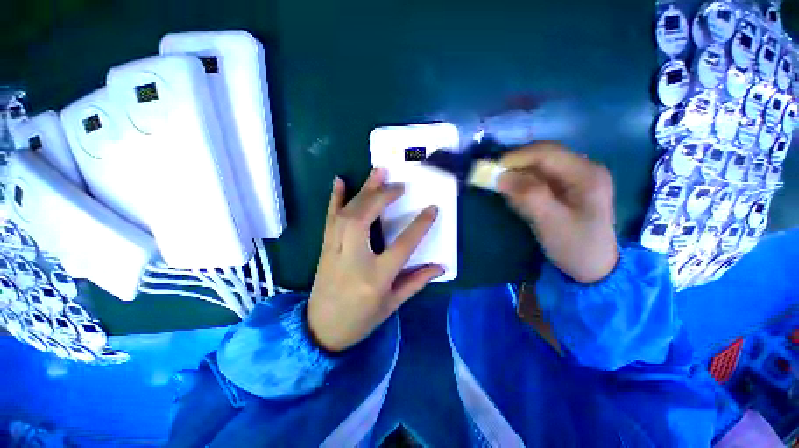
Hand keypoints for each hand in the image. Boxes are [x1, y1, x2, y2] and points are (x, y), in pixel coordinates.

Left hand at [308, 169, 443, 351]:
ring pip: (348, 214)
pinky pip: (329, 218)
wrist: (321, 330)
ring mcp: (335, 251)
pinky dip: (335, 198)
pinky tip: (340, 181)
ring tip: (378, 172)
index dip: (419, 225)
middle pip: (366, 219)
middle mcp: (354, 259)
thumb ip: (416, 281)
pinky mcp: (325, 248)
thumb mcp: (392, 305)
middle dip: (383, 197)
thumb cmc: (361, 320)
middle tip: (399, 185)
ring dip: (364, 190)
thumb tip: (440, 267)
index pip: (402, 245)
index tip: (432, 208)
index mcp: (376, 277)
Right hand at [497, 142, 617, 283]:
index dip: (516, 157)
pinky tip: (518, 200)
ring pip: (537, 167)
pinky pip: (538, 179)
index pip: (546, 152)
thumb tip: (501, 176)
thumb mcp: (551, 223)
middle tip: (494, 181)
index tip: (491, 171)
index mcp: (586, 173)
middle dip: (515, 167)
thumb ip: (528, 196)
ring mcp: (574, 178)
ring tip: (506, 194)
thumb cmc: (576, 247)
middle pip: (541, 156)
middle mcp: (582, 169)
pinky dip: (522, 186)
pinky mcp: (565, 188)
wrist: (593, 268)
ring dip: (517, 177)